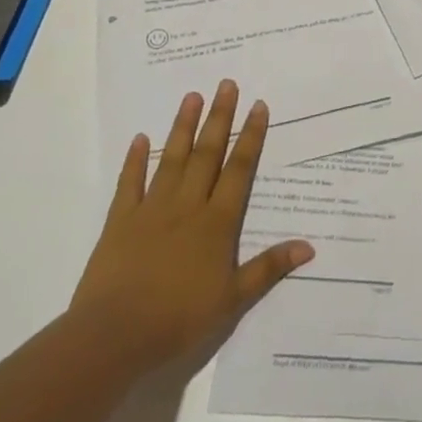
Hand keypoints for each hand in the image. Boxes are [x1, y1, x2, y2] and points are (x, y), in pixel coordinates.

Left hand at [71, 80, 313, 368]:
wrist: (113, 338)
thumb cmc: (178, 319)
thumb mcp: (232, 301)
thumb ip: (268, 269)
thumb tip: (309, 247)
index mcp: (216, 223)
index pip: (239, 170)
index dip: (250, 137)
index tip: (258, 105)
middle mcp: (187, 206)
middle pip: (207, 154)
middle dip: (219, 118)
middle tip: (226, 84)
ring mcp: (151, 211)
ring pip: (171, 160)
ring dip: (183, 127)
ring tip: (192, 96)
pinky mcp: (120, 222)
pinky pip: (129, 184)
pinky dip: (134, 160)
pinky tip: (139, 138)